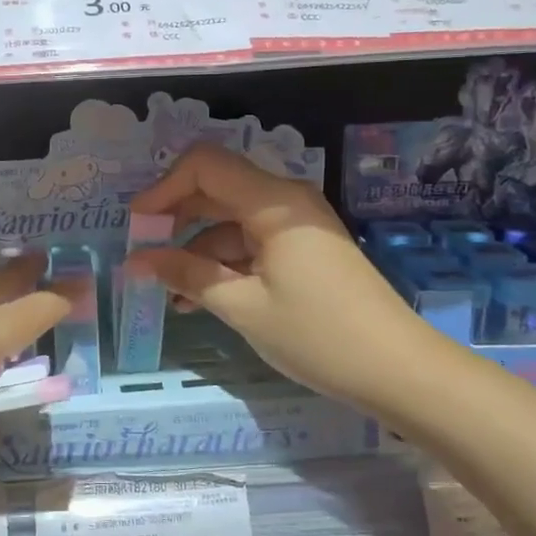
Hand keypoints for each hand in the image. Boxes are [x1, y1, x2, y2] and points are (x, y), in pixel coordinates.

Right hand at [129, 144, 419, 410]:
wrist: (398, 370)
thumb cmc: (318, 335)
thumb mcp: (243, 307)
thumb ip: (187, 276)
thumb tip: (137, 260)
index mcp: (273, 202)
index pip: (205, 165)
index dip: (164, 187)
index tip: (137, 224)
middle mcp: (285, 201)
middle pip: (216, 189)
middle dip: (175, 219)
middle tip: (143, 255)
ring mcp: (296, 226)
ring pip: (230, 221)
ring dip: (195, 251)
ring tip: (166, 292)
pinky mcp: (302, 250)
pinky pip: (250, 243)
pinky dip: (222, 264)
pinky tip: (196, 298)